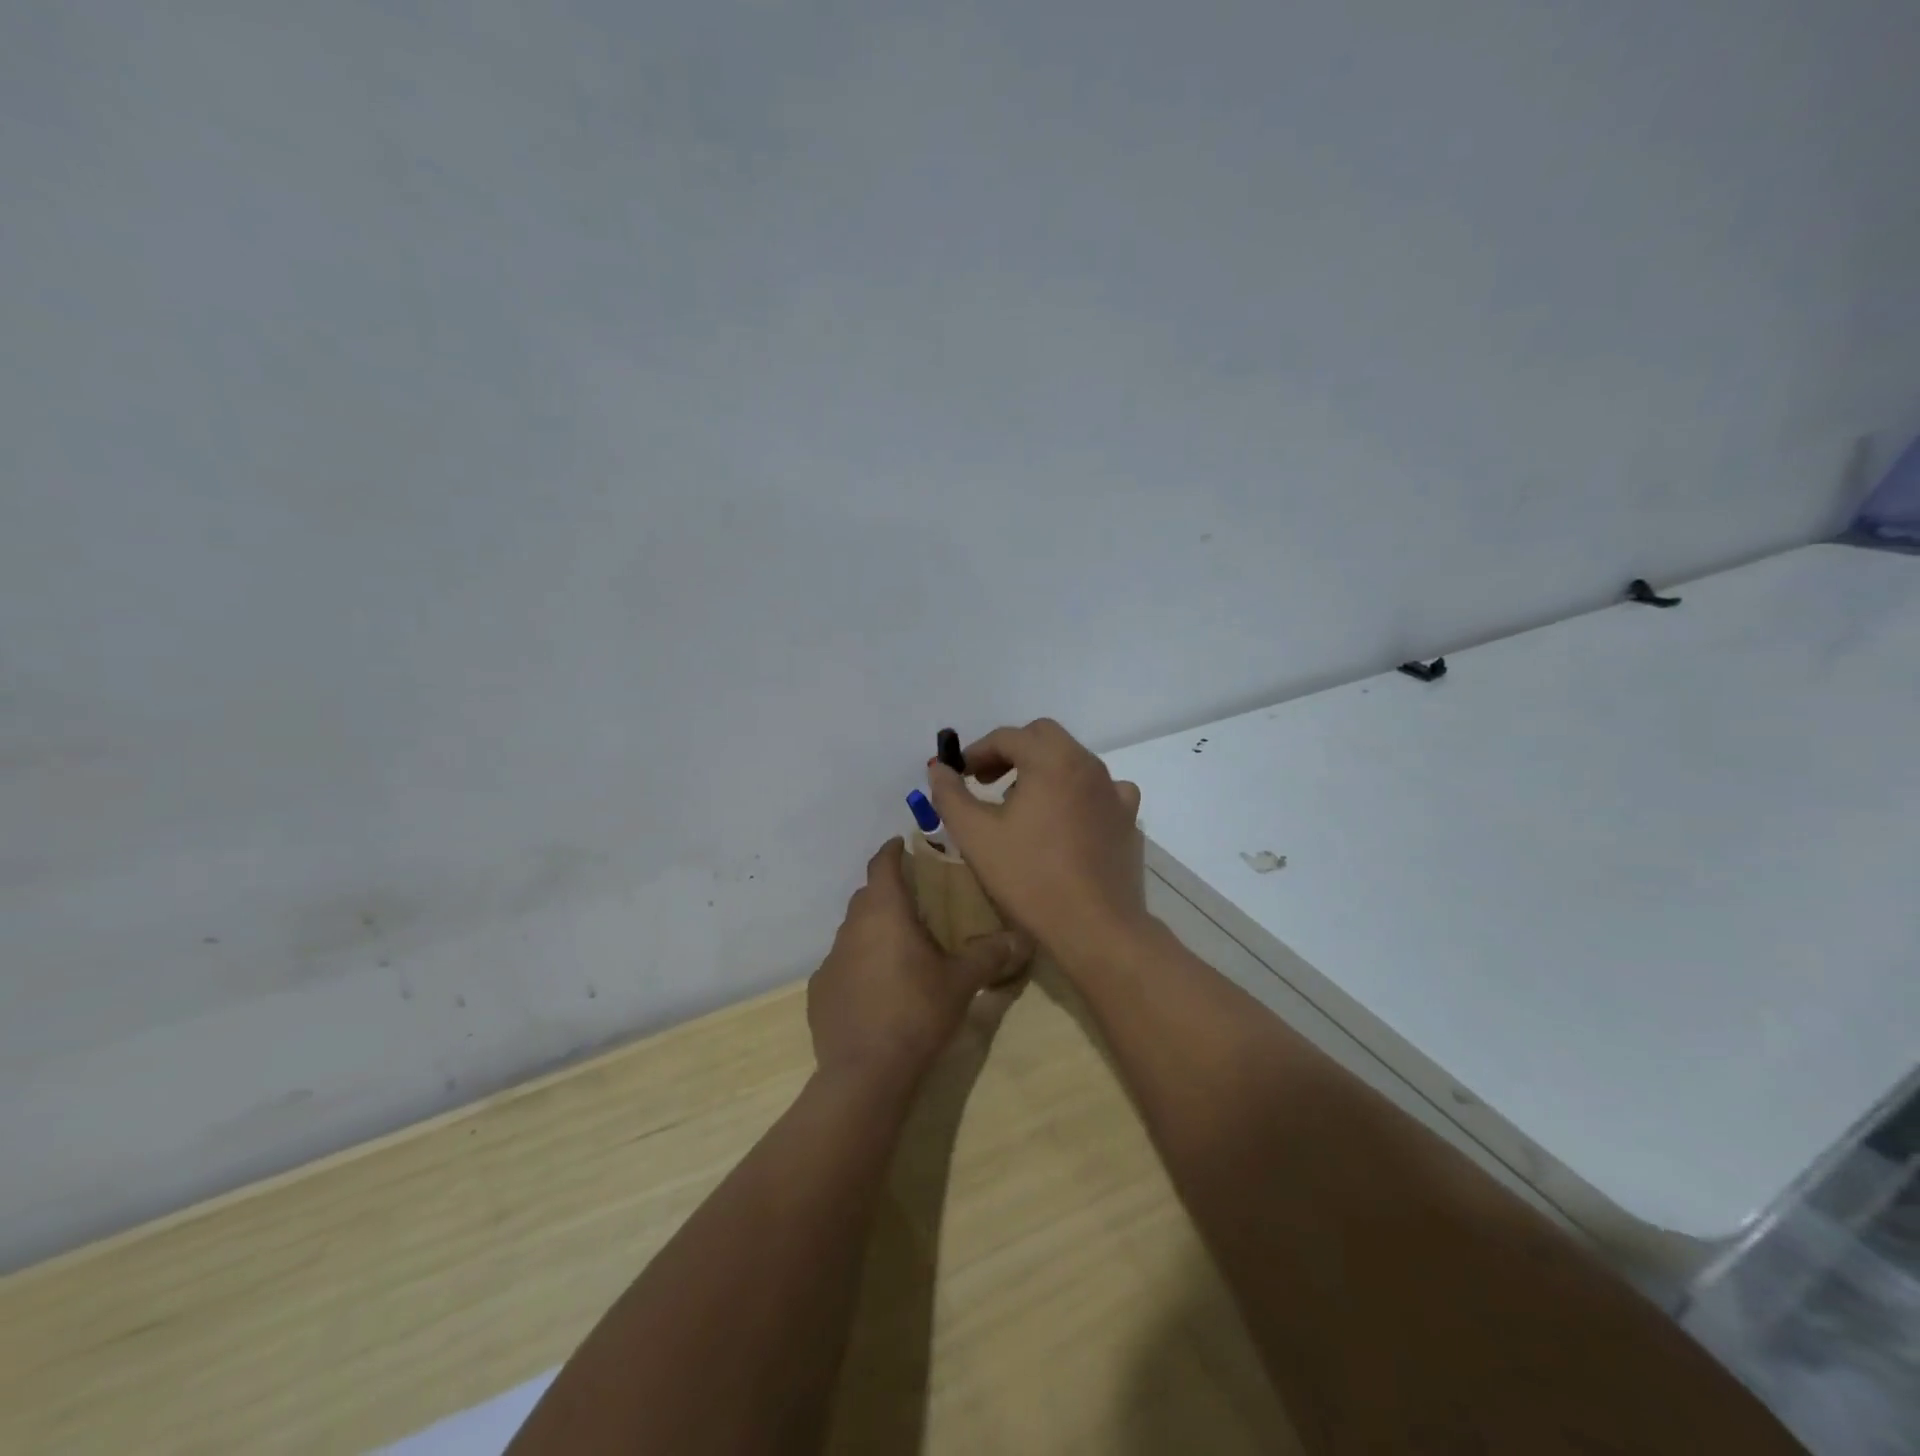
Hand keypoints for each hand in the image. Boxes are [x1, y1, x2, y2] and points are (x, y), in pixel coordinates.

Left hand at [808, 839, 1033, 1090]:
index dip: (891, 851)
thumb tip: (1023, 938)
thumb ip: (991, 955)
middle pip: (866, 896)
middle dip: (887, 892)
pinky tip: (876, 989)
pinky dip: (858, 965)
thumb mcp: (962, 982)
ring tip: (899, 948)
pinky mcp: (819, 990)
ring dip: (873, 930)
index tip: (901, 844)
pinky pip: (842, 965)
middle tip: (914, 902)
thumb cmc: (917, 1012)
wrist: (866, 1072)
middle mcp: (852, 927)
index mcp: (885, 912)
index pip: (882, 865)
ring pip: (853, 931)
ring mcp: (831, 959)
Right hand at [927, 718, 1149, 969]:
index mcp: (1052, 760)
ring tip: (1021, 804)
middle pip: (1044, 738)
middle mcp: (1088, 765)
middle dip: (1011, 752)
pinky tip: (1066, 820)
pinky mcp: (1127, 819)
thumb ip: (950, 795)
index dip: (977, 751)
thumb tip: (938, 768)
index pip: (1008, 736)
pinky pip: (1100, 791)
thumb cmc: (1030, 877)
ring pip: (1072, 762)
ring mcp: (1114, 792)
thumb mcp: (976, 836)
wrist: (1096, 927)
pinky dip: (1076, 793)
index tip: (960, 775)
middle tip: (987, 781)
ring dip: (1043, 770)